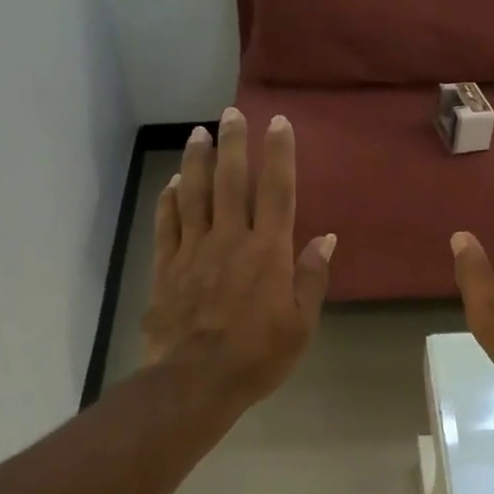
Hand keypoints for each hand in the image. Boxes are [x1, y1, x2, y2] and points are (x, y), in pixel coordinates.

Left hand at [142, 108, 335, 403]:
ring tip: (198, 133)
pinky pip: (167, 224)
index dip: (280, 155)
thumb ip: (311, 278)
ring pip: (194, 194)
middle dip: (234, 144)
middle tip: (231, 113)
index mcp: (268, 252)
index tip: (278, 123)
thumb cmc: (258, 355)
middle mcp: (230, 240)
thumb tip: (326, 238)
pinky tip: (173, 183)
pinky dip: (170, 200)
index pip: (277, 192)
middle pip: (232, 182)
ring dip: (198, 161)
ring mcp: (194, 250)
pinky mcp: (167, 266)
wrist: (196, 380)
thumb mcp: (300, 324)